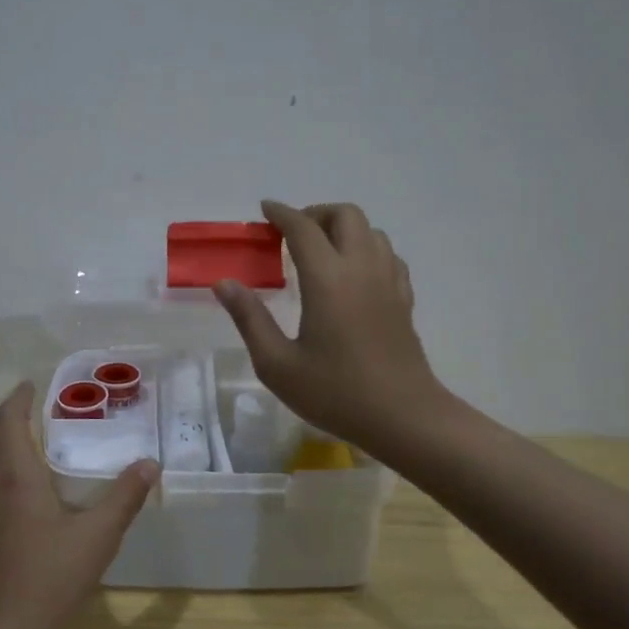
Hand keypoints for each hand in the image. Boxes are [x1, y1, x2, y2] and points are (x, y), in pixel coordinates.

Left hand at [0, 383, 159, 628]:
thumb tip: (149, 463)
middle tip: (34, 411)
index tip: (30, 385)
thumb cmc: (48, 579)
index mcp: (14, 476)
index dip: (18, 399)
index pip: (9, 421)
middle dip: (9, 419)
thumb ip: (124, 498)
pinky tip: (12, 496)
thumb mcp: (97, 537)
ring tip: (23, 446)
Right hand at [214, 200, 453, 458]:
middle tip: (290, 234)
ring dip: (342, 229)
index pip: (303, 228)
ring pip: (371, 231)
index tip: (264, 210)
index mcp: (327, 279)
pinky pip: (387, 255)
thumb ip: (249, 318)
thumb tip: (224, 283)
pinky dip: (366, 249)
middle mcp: (361, 268)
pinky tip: (351, 274)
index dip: (281, 213)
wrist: (404, 418)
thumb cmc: (335, 392)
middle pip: (345, 215)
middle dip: (315, 214)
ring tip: (319, 251)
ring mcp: (388, 282)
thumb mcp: (277, 364)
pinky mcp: (404, 299)